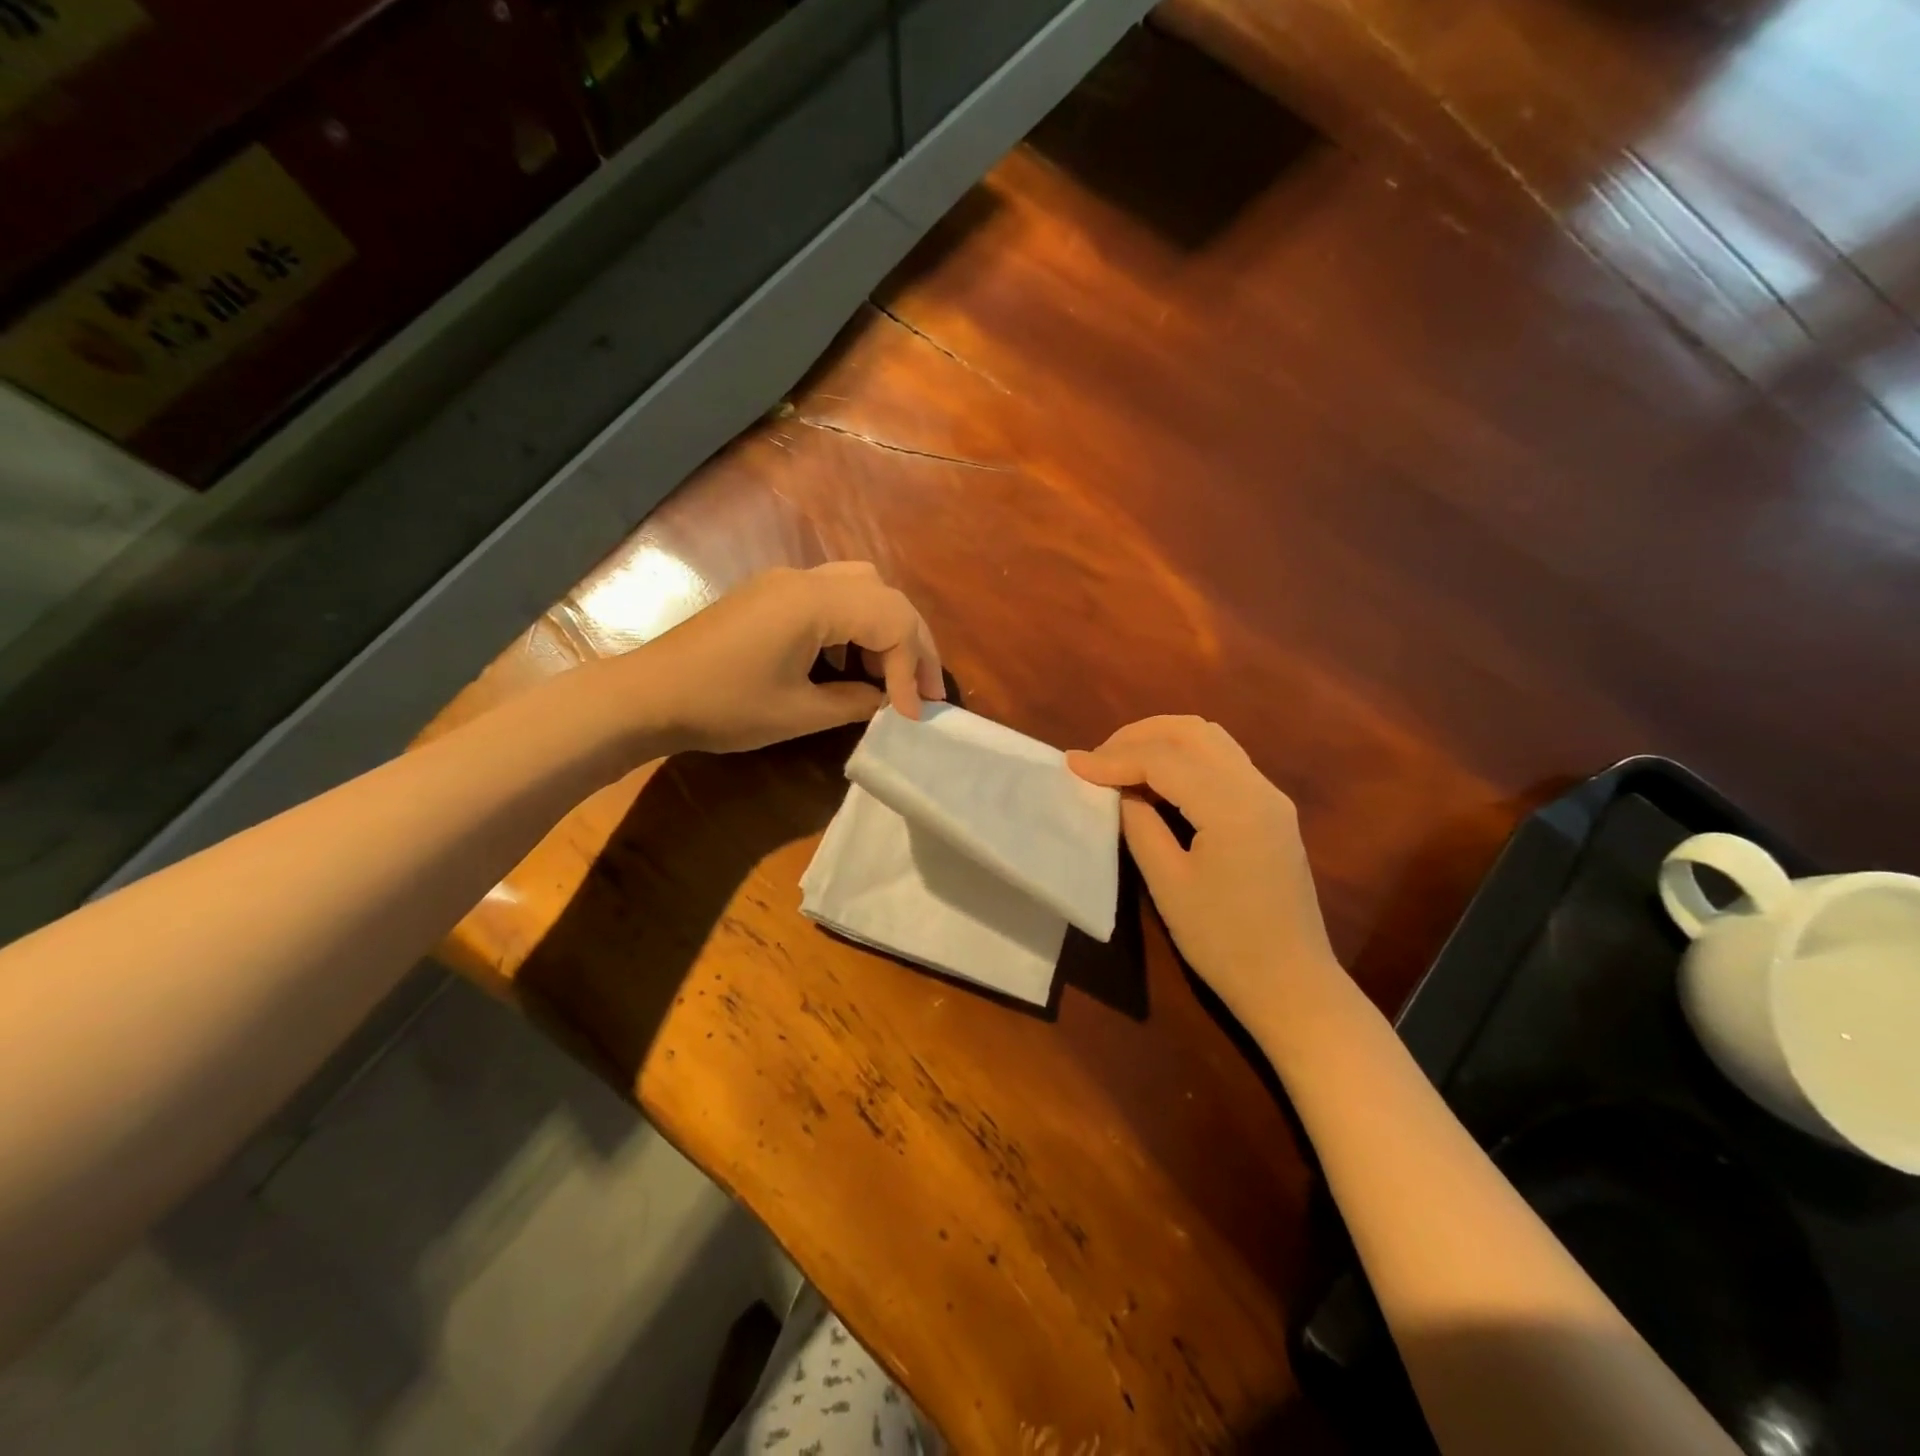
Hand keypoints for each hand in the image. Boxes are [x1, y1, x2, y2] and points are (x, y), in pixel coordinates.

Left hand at [631, 562, 943, 753]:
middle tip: (925, 691)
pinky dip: (855, 626)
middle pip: (885, 595)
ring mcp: (785, 583)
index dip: (913, 668)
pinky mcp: (771, 596)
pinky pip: (832, 597)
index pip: (892, 621)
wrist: (648, 695)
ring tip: (892, 677)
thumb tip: (888, 702)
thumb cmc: (723, 705)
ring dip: (885, 630)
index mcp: (815, 602)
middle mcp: (806, 579)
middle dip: (914, 643)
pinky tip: (850, 664)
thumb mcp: (798, 713)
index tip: (912, 715)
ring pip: (861, 588)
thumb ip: (855, 703)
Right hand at [1068, 717, 1344, 1035]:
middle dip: (1139, 735)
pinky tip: (1157, 782)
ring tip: (1122, 764)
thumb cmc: (1224, 942)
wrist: (1292, 984)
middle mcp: (1257, 787)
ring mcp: (1270, 797)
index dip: (1114, 758)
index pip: (1164, 760)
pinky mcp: (1272, 811)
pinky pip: (1224, 762)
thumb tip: (1120, 792)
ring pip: (1211, 740)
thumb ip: (1140, 826)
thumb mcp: (1169, 884)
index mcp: (1232, 806)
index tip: (1072, 764)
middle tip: (1098, 758)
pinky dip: (1185, 759)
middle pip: (1192, 732)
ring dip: (1163, 741)